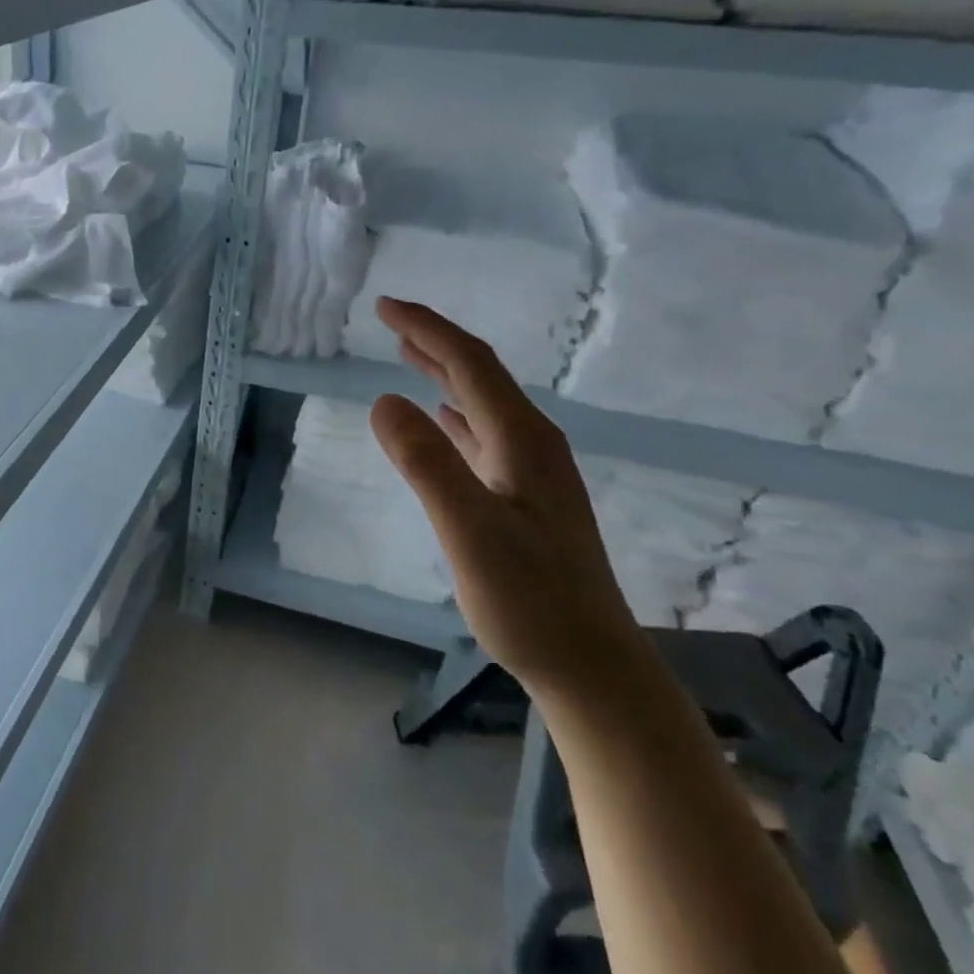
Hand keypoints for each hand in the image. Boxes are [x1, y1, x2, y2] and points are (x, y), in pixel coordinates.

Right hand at [366, 298, 640, 696]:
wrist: (591, 667)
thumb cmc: (529, 601)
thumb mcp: (468, 530)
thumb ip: (427, 463)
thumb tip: (383, 399)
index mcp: (523, 440)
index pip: (470, 364)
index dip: (427, 329)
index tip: (383, 307)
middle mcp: (533, 444)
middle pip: (480, 375)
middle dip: (435, 341)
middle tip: (389, 320)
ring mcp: (532, 472)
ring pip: (482, 403)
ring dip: (444, 373)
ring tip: (408, 353)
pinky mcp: (525, 498)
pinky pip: (484, 434)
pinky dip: (455, 413)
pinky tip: (443, 419)